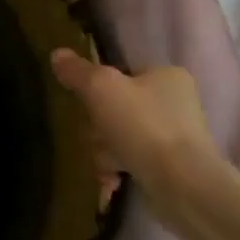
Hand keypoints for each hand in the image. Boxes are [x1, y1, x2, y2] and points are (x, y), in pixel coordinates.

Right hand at [50, 50, 228, 214]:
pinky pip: (131, 161)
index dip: (98, 89)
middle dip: (99, 127)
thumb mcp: (101, 89)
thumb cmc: (143, 126)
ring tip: (107, 165)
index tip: (87, 104)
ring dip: (105, 151)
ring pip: (121, 136)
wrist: (182, 185)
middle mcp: (175, 103)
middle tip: (96, 138)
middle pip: (117, 107)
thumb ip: (78, 71)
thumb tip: (57, 54)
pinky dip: (118, 169)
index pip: (122, 74)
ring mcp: (175, 137)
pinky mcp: (171, 167)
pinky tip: (111, 180)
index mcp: (167, 76)